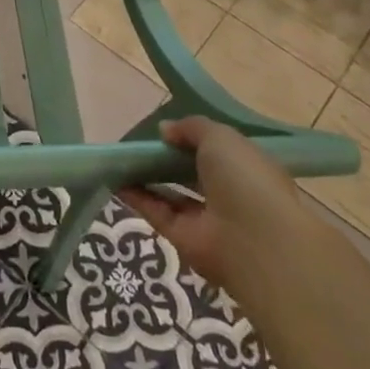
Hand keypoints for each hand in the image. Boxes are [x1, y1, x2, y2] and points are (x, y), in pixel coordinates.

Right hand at [117, 116, 306, 292]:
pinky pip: (156, 212)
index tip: (168, 131)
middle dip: (167, 159)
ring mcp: (206, 218)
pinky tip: (115, 180)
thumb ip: (192, 128)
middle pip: (191, 173)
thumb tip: (165, 130)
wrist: (254, 240)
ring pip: (172, 194)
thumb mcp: (220, 137)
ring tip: (121, 159)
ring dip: (147, 177)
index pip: (218, 152)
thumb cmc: (245, 179)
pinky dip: (136, 197)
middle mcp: (228, 194)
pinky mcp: (183, 237)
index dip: (193, 140)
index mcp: (246, 169)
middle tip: (140, 144)